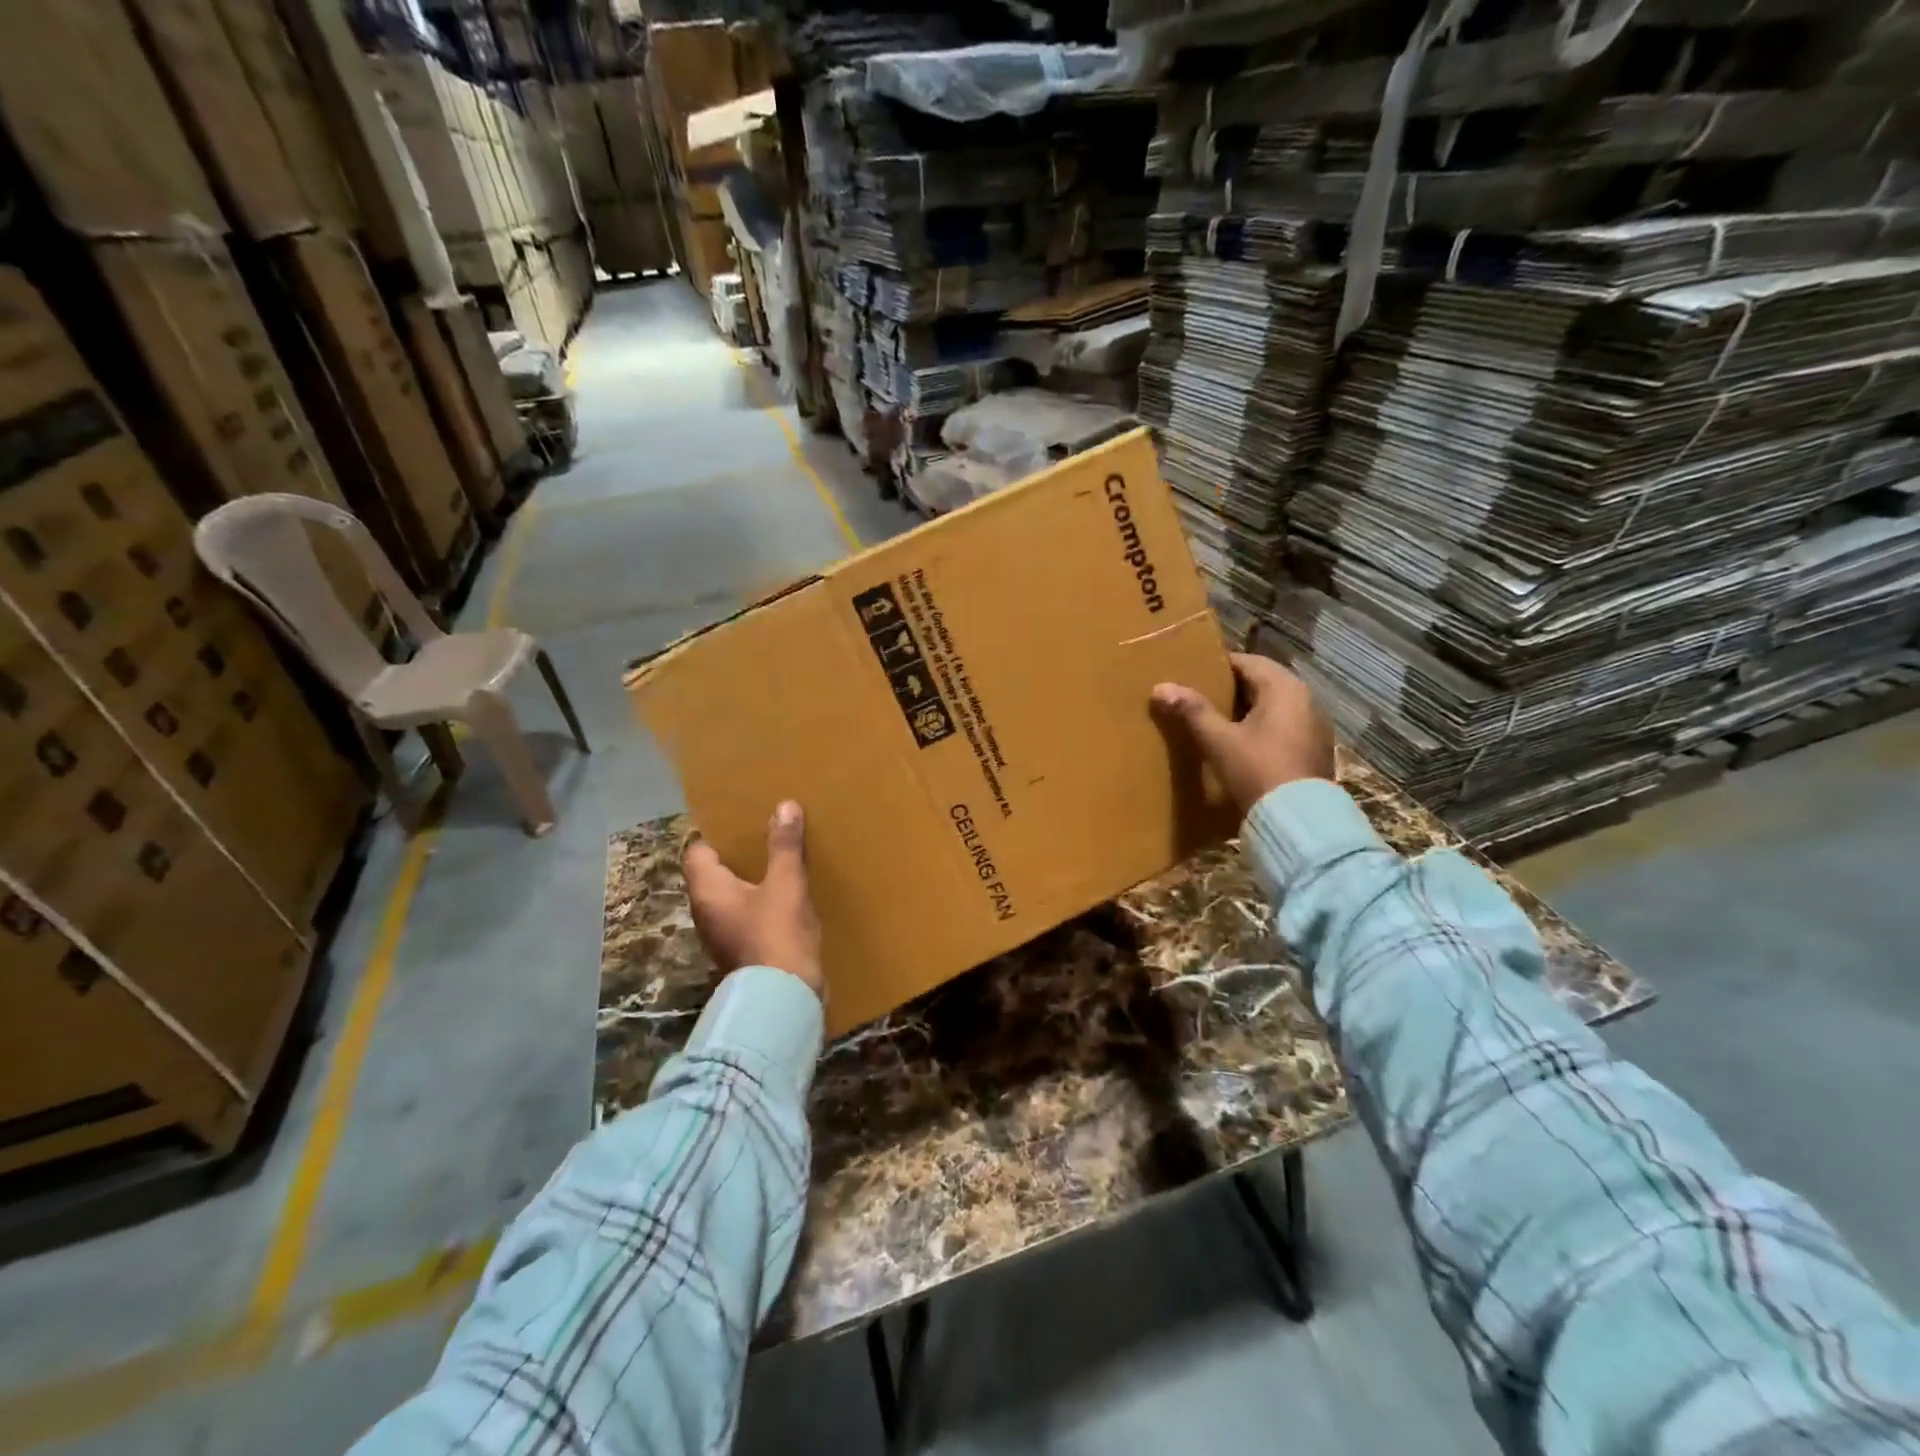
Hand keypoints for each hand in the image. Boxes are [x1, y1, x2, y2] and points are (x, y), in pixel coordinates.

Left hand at [684, 800, 824, 999]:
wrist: (784, 997)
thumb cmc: (777, 933)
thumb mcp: (786, 883)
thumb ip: (784, 846)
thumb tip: (785, 805)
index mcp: (708, 890)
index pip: (697, 851)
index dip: (716, 834)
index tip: (741, 819)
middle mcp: (706, 910)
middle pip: (714, 873)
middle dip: (738, 855)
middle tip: (766, 833)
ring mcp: (722, 933)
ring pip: (731, 895)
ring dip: (751, 879)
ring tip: (779, 860)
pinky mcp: (741, 949)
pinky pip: (745, 914)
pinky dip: (761, 901)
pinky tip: (787, 895)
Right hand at [1151, 652, 1335, 816]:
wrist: (1297, 820)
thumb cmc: (1257, 770)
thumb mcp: (1219, 740)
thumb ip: (1192, 711)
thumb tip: (1160, 687)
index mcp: (1284, 688)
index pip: (1247, 662)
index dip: (1218, 666)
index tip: (1193, 673)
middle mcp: (1306, 698)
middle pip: (1263, 682)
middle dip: (1233, 688)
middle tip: (1201, 696)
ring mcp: (1315, 725)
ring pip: (1275, 705)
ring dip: (1249, 708)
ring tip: (1217, 719)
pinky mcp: (1315, 748)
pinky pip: (1284, 725)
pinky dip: (1263, 726)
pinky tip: (1242, 742)